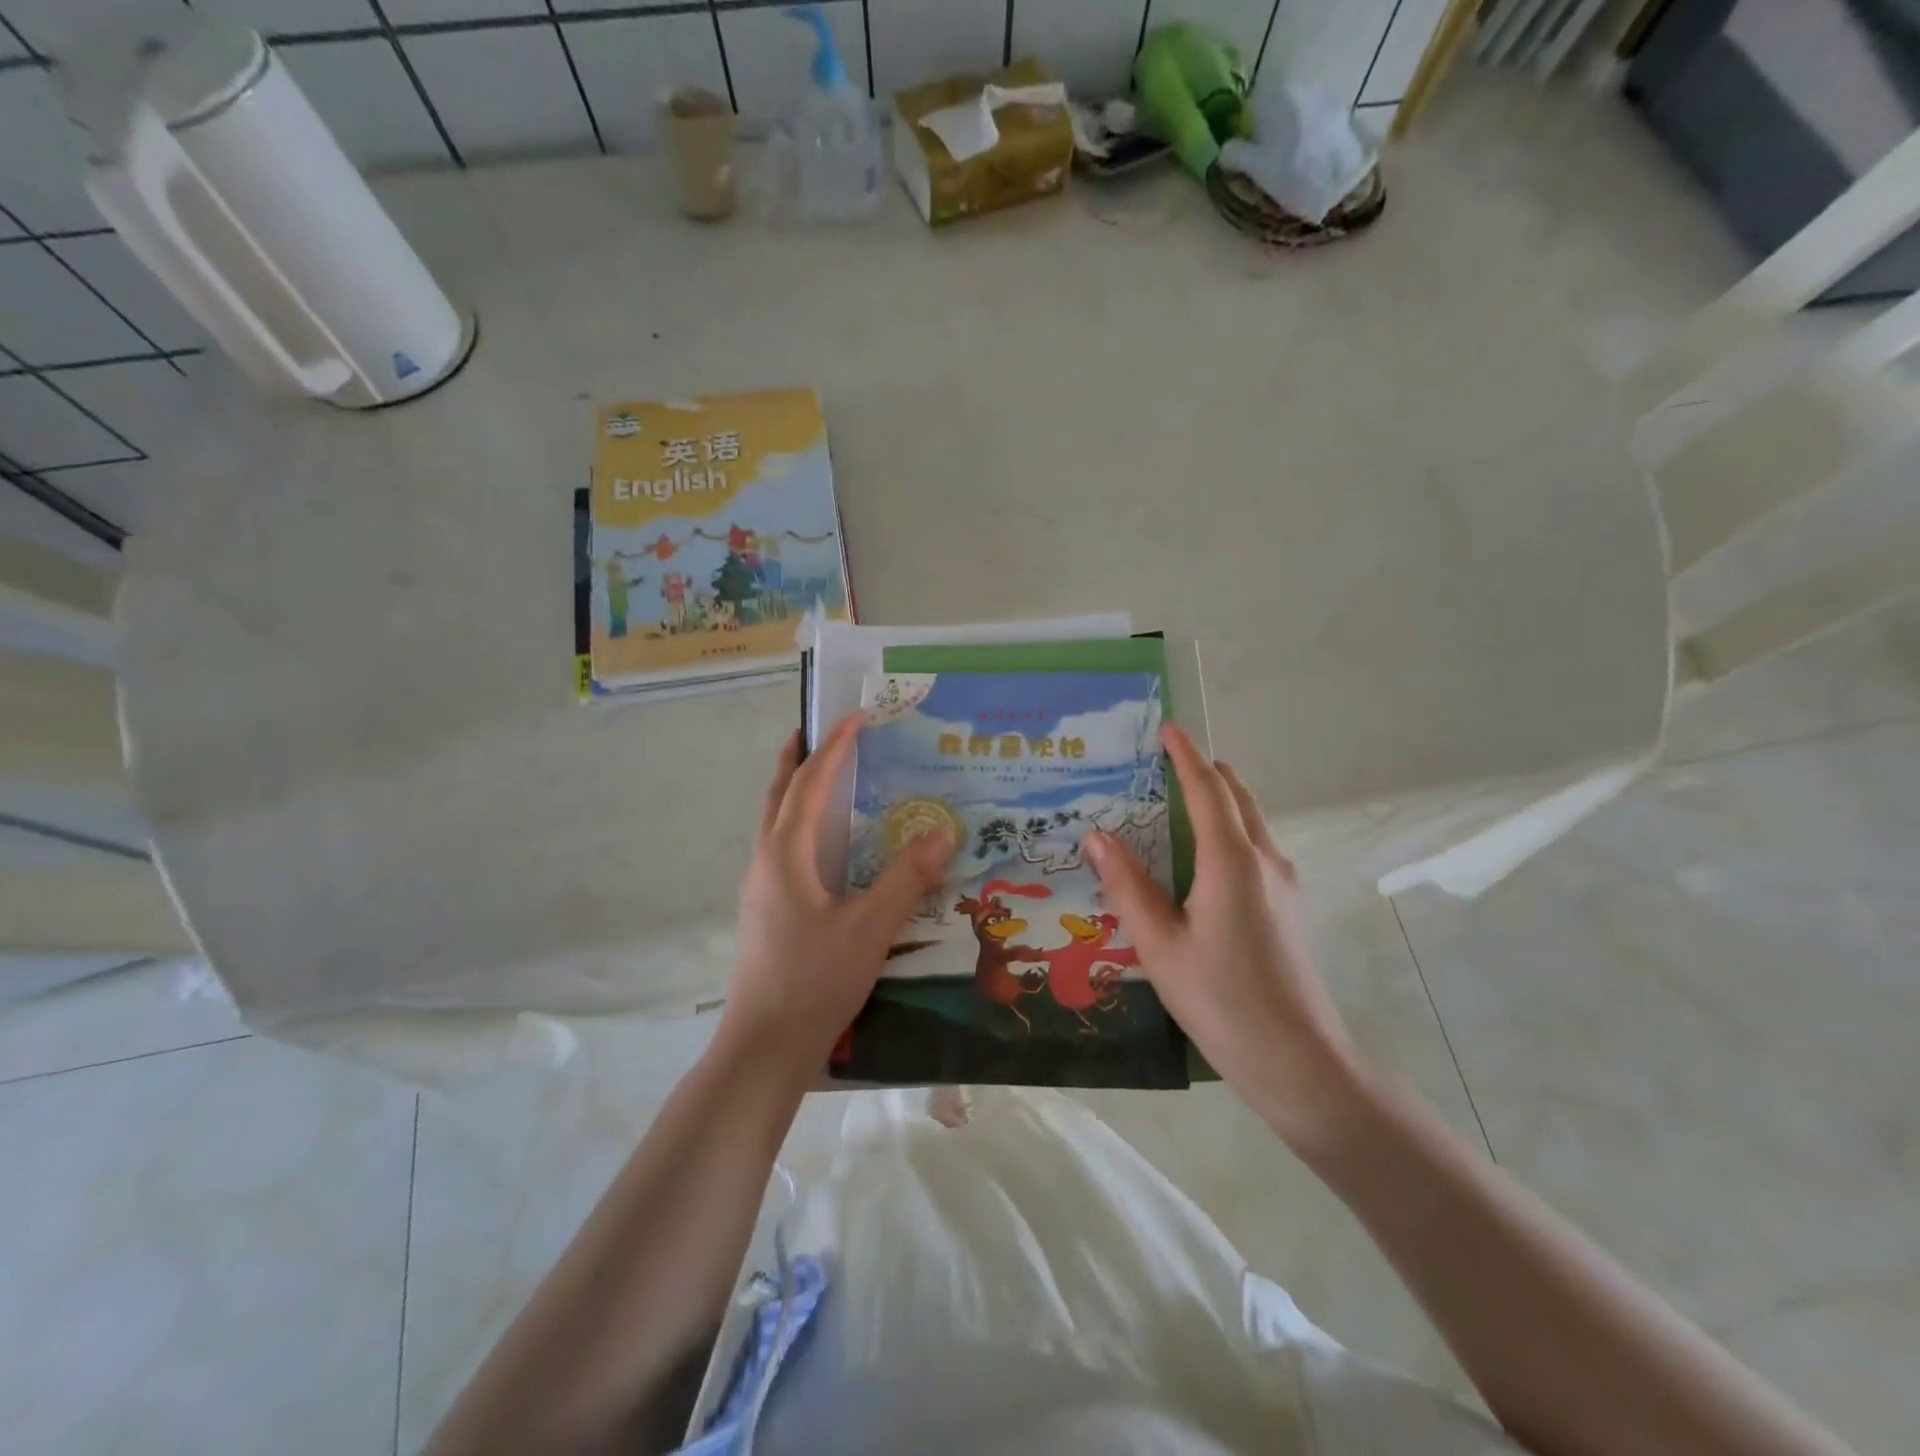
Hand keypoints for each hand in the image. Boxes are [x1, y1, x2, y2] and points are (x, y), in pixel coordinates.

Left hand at [717, 716, 955, 1075]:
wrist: (764, 1047)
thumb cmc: (814, 981)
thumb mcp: (870, 928)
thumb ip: (907, 878)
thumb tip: (942, 831)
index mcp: (784, 854)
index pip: (809, 783)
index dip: (833, 746)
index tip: (856, 716)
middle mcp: (765, 861)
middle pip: (779, 794)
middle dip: (797, 758)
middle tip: (820, 731)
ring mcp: (761, 888)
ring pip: (777, 822)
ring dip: (797, 791)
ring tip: (827, 778)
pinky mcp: (766, 911)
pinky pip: (783, 848)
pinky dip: (802, 825)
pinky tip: (828, 846)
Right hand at [1083, 725, 1368, 1150]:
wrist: (1299, 1061)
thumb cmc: (1220, 1001)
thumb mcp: (1159, 946)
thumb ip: (1127, 887)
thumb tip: (1097, 837)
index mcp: (1232, 863)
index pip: (1208, 791)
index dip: (1186, 756)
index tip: (1168, 729)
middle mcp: (1266, 861)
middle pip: (1238, 797)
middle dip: (1206, 771)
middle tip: (1166, 763)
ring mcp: (1287, 884)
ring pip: (1253, 823)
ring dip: (1221, 801)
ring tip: (1180, 805)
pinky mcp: (1293, 906)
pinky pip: (1259, 848)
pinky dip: (1231, 831)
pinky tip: (1205, 861)